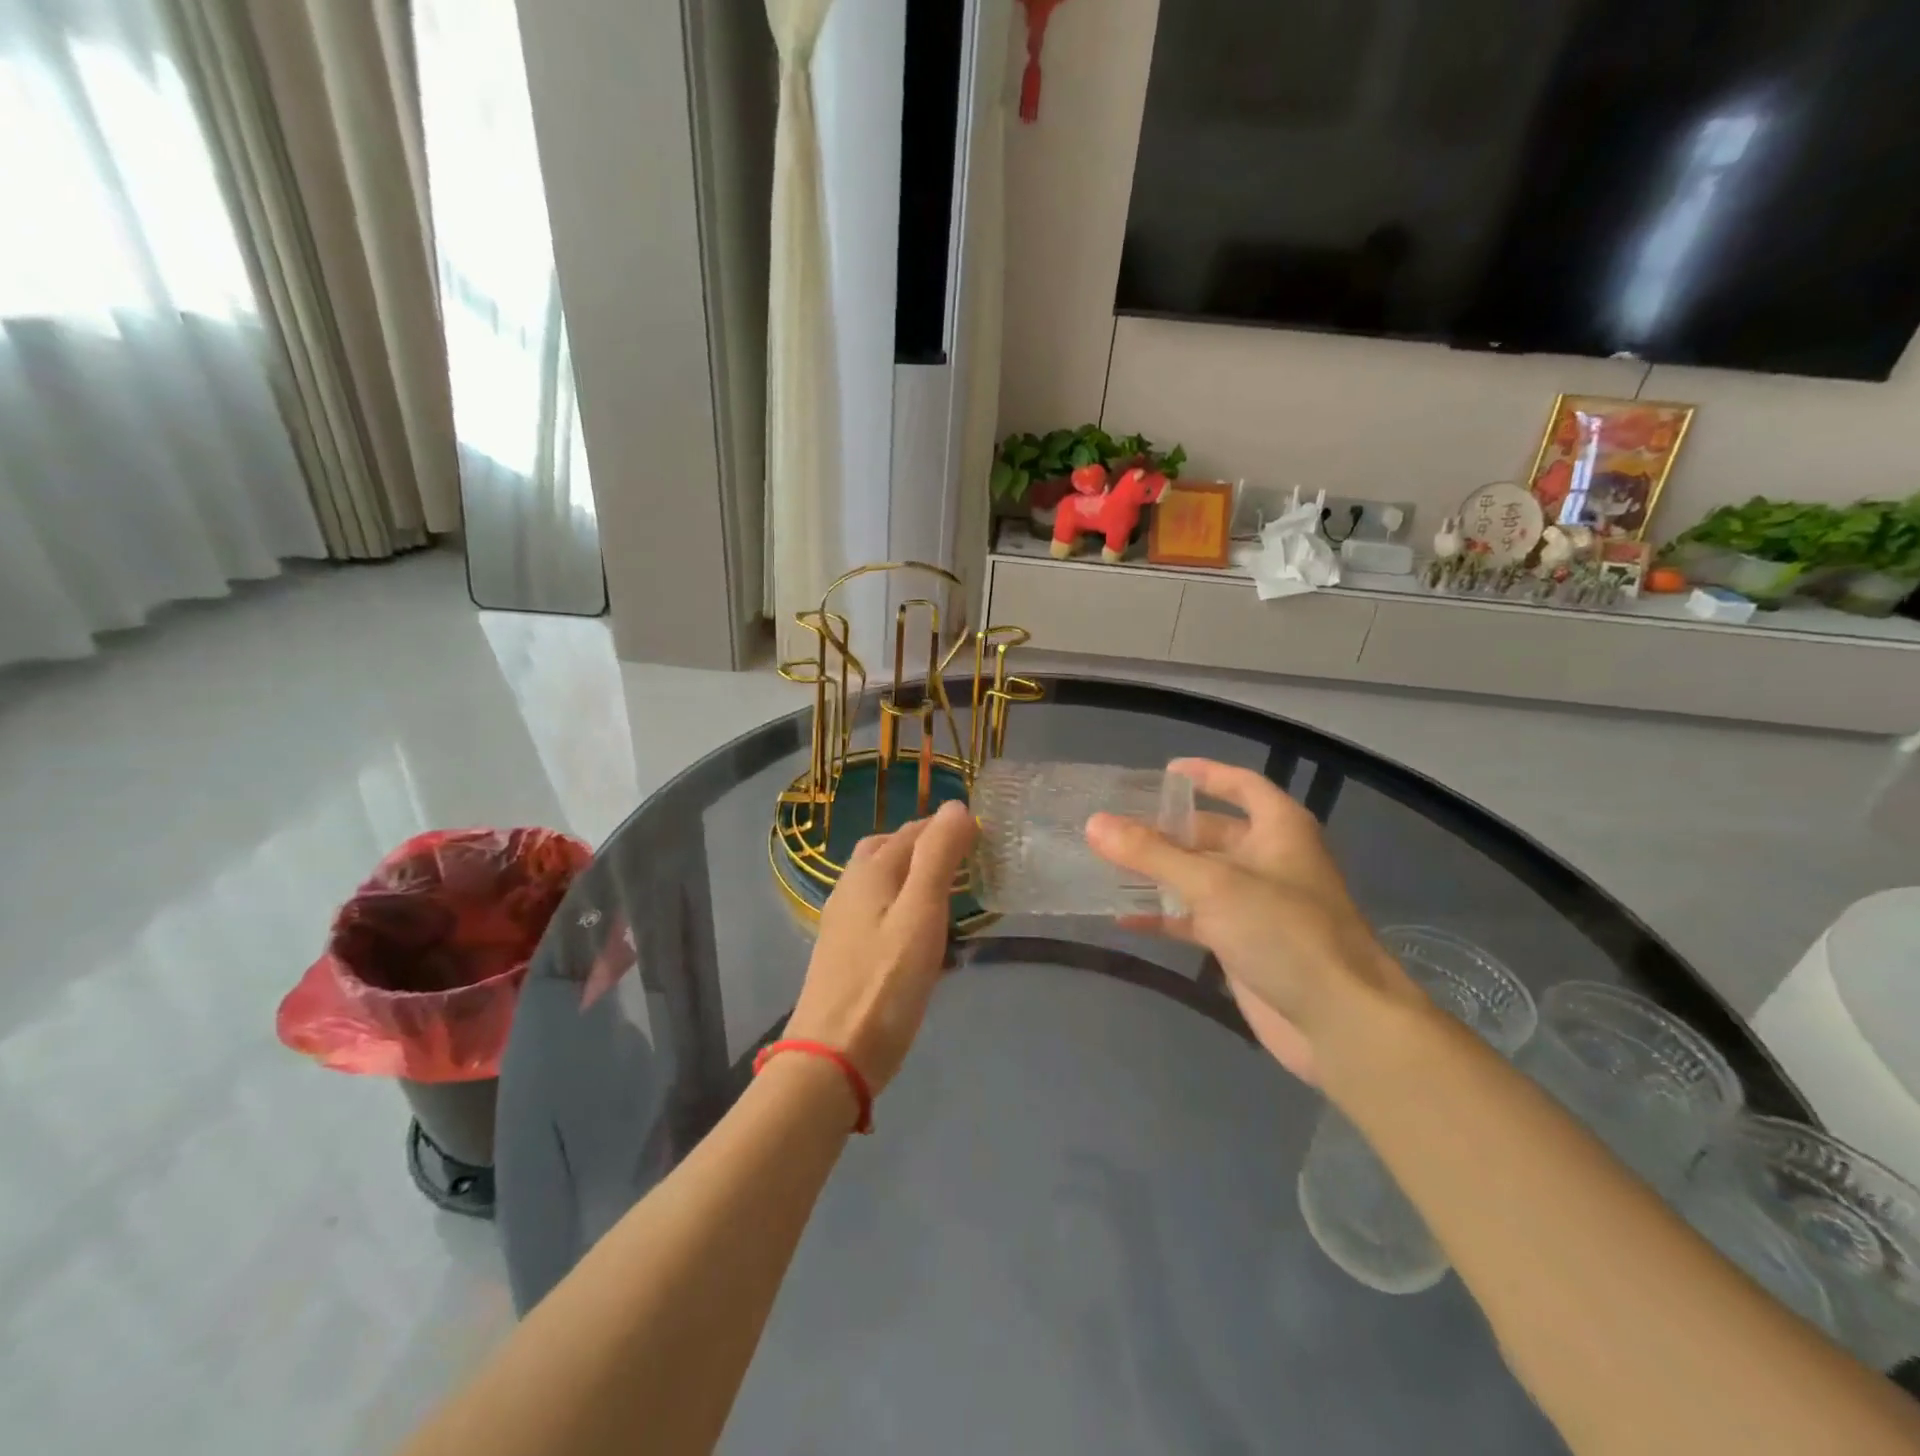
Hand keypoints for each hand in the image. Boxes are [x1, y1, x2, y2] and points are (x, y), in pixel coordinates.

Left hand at [784, 800, 975, 1095]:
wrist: (834, 1055)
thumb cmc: (885, 982)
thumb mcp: (921, 913)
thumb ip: (938, 856)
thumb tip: (956, 806)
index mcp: (870, 871)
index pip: (912, 831)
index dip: (946, 826)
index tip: (983, 834)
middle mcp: (851, 887)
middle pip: (889, 849)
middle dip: (925, 845)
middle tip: (965, 858)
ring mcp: (844, 921)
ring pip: (882, 881)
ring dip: (914, 874)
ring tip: (950, 890)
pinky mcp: (846, 951)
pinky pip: (879, 910)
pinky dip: (904, 903)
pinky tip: (922, 931)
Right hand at [1086, 758, 1414, 1083]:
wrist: (1340, 1022)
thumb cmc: (1284, 932)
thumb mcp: (1213, 884)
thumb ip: (1151, 854)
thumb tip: (1094, 823)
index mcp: (1279, 830)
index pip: (1242, 785)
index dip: (1207, 774)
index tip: (1165, 772)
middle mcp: (1269, 860)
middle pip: (1211, 833)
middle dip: (1166, 830)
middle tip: (1115, 826)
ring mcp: (1256, 904)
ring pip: (1199, 877)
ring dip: (1158, 873)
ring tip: (1107, 863)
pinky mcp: (1244, 944)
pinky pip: (1195, 919)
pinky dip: (1164, 916)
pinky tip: (1124, 917)